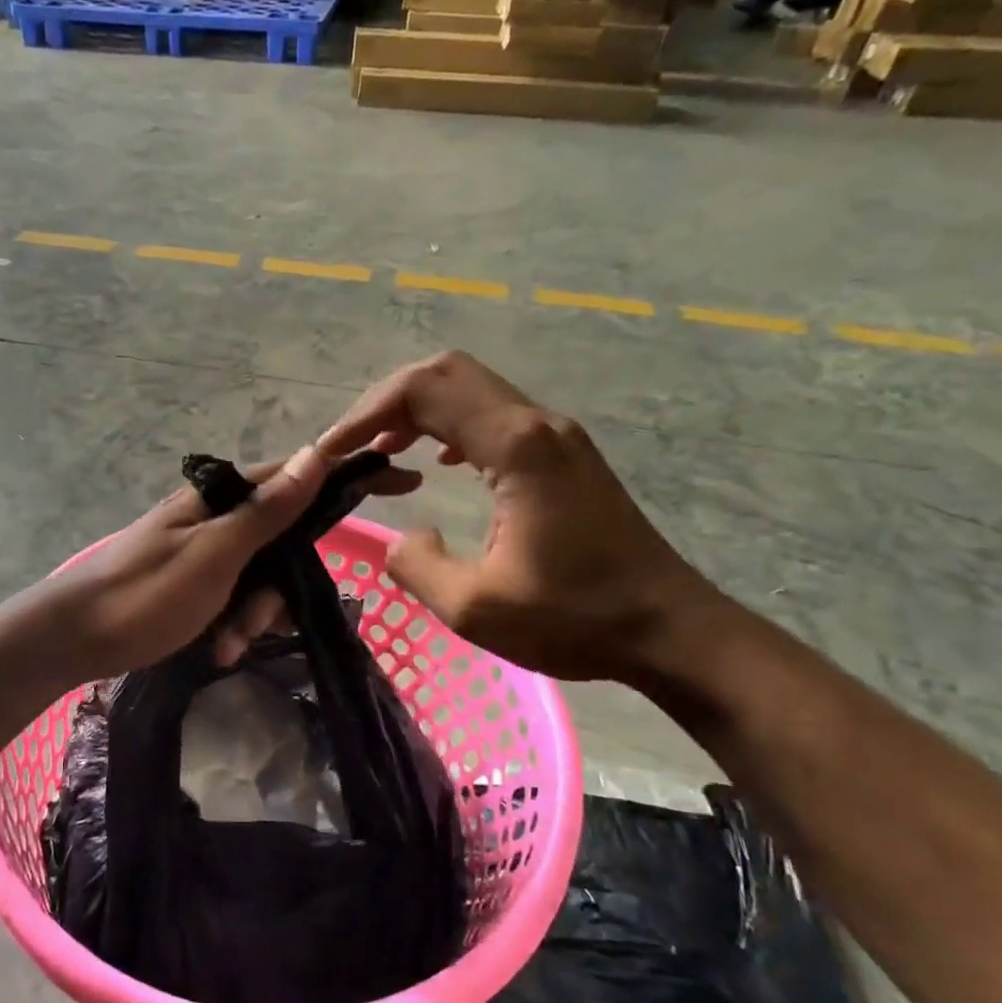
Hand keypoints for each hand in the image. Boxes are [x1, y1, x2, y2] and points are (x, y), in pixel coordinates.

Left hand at [44, 448, 418, 681]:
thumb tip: (314, 453)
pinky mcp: (195, 582)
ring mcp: (206, 550)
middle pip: (284, 540)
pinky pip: (235, 598)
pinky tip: (214, 650)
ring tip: (224, 646)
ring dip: (252, 616)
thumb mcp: (214, 554)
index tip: (403, 482)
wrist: (72, 638)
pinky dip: (231, 625)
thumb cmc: (144, 594)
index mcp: (223, 498)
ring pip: (262, 577)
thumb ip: (266, 509)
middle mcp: (219, 517)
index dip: (348, 479)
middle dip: (278, 589)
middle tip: (252, 627)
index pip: (300, 476)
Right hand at [317, 352, 719, 683]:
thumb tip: (401, 538)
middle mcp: (536, 424)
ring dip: (417, 411)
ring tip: (380, 451)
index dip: (367, 412)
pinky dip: (449, 425)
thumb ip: (418, 566)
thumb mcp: (476, 608)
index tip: (332, 449)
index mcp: (516, 447)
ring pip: (471, 389)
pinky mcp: (563, 453)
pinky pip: (493, 415)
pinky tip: (435, 462)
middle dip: (387, 401)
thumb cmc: (576, 619)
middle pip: (447, 374)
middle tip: (351, 444)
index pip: (425, 391)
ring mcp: (555, 434)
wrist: (669, 628)